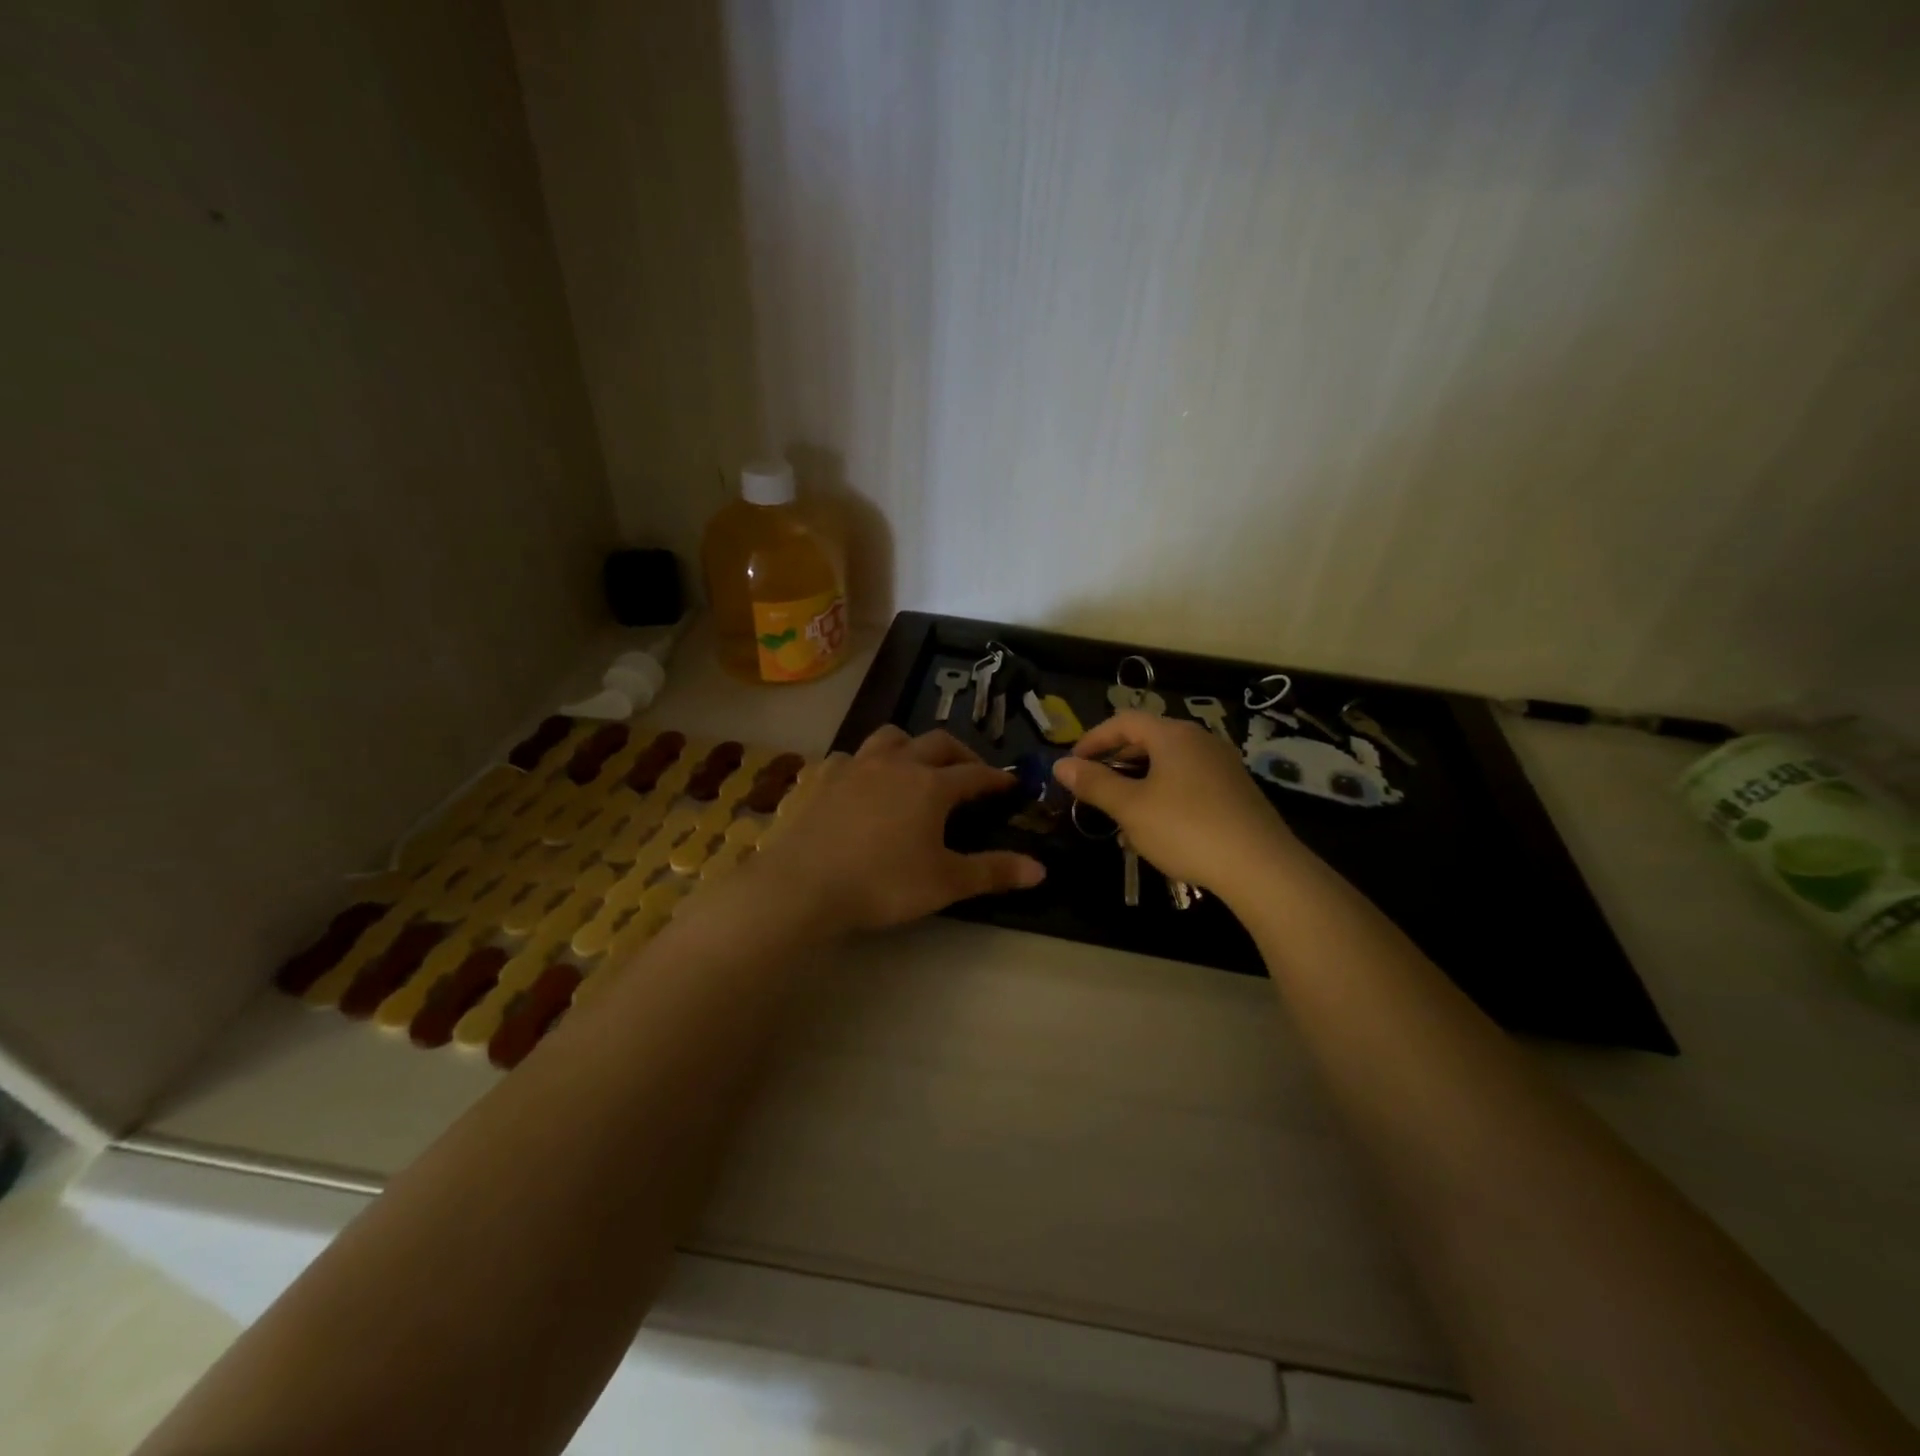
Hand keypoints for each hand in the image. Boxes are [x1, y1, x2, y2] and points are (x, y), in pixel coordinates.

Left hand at [755, 726, 1045, 932]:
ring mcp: (854, 765)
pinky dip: (863, 765)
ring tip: (915, 765)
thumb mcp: (945, 883)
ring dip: (911, 746)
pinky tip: (859, 783)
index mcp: (931, 785)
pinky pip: (848, 757)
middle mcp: (896, 763)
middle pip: (937, 743)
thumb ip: (993, 872)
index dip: (996, 778)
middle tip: (970, 772)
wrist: (802, 884)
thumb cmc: (882, 883)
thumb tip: (1041, 869)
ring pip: (890, 738)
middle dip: (960, 753)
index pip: (975, 774)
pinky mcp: (821, 777)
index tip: (1010, 784)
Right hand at [1054, 710, 1299, 902]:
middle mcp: (1200, 740)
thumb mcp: (1131, 808)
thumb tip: (1061, 765)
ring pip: (1168, 764)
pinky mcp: (1236, 791)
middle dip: (1115, 762)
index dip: (1093, 739)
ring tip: (1120, 813)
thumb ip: (1094, 783)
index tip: (1072, 764)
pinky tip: (1157, 828)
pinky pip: (1188, 782)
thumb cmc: (1186, 829)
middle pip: (1147, 740)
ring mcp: (1222, 765)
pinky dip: (1164, 794)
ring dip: (1138, 782)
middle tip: (1093, 788)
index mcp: (1173, 735)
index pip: (1124, 721)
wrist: (1261, 867)